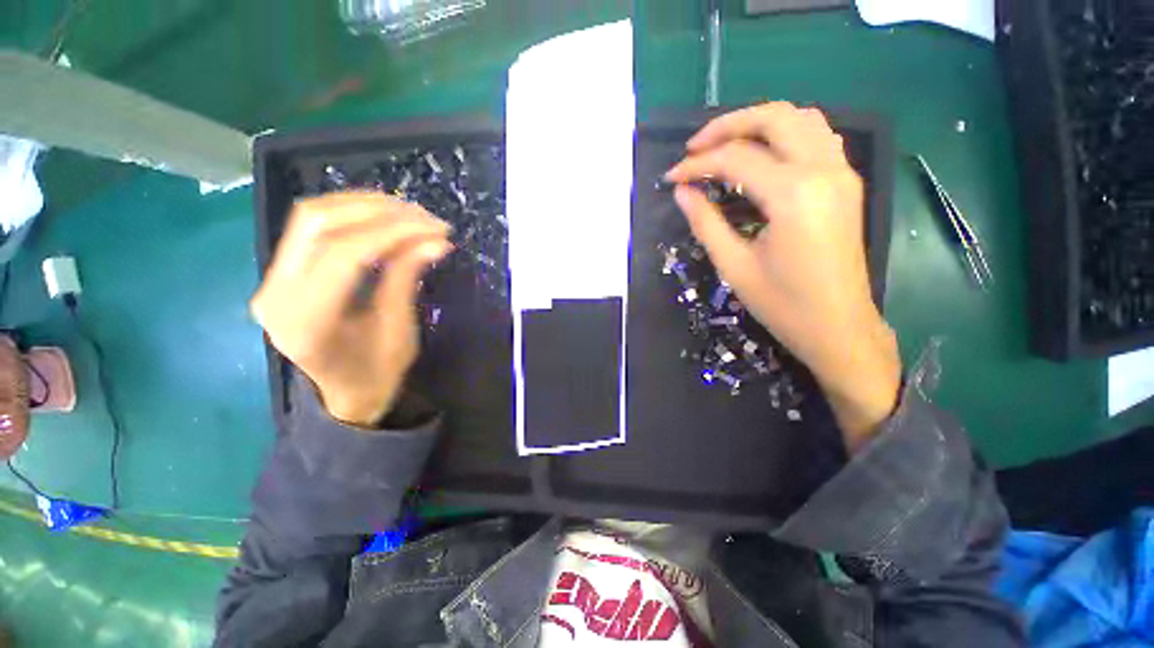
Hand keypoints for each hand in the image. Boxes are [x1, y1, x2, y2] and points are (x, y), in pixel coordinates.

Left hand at [251, 192, 450, 425]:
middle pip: (317, 222)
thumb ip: (406, 279)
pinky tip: (384, 217)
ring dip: (363, 206)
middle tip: (423, 215)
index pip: (345, 254)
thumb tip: (436, 241)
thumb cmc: (376, 373)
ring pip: (311, 217)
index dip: (394, 233)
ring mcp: (272, 280)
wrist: (345, 394)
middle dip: (377, 210)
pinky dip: (351, 215)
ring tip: (409, 212)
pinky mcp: (282, 273)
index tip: (435, 228)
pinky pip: (312, 228)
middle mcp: (276, 294)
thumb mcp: (399, 331)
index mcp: (306, 321)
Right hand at [666, 103, 899, 449]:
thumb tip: (682, 191)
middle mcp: (823, 170)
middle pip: (773, 118)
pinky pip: (816, 136)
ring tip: (723, 145)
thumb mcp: (734, 266)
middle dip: (727, 126)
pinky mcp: (846, 183)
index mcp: (793, 194)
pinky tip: (761, 155)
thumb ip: (705, 222)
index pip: (735, 159)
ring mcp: (841, 172)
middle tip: (694, 148)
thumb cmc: (783, 305)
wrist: (839, 327)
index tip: (671, 178)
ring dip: (757, 123)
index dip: (697, 165)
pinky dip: (784, 134)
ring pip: (800, 118)